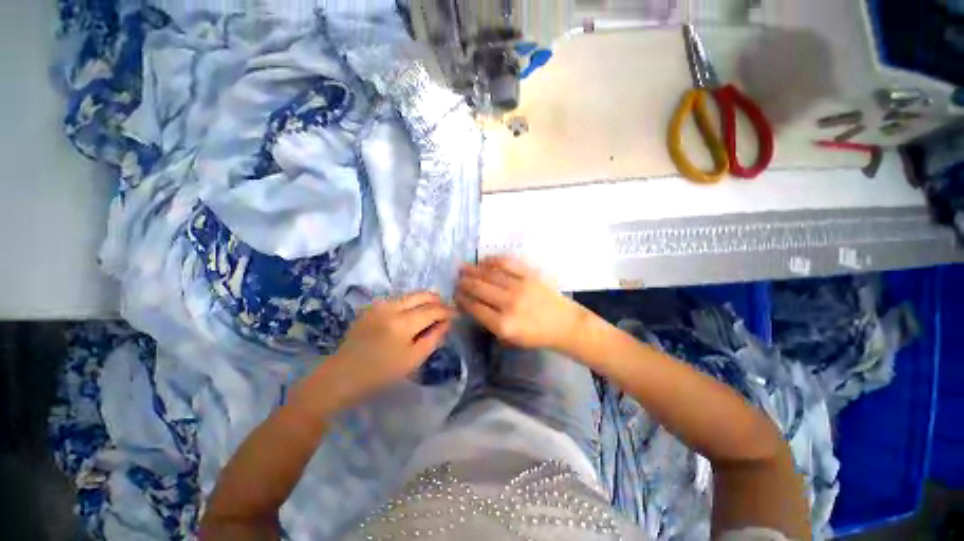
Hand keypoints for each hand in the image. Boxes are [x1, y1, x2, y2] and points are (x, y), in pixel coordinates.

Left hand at [299, 292, 454, 411]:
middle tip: (447, 309)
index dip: (447, 311)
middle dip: (437, 300)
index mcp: (402, 323)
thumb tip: (447, 323)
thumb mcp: (413, 360)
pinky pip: (398, 299)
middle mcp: (391, 307)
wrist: (341, 376)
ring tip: (433, 311)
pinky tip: (413, 314)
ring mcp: (379, 305)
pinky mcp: (372, 307)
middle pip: (422, 295)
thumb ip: (433, 338)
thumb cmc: (380, 374)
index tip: (457, 315)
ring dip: (424, 300)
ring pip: (410, 295)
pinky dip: (411, 303)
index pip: (432, 310)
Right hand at [456, 256, 583, 349]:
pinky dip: (493, 260)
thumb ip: (490, 324)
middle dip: (464, 283)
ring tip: (463, 268)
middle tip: (457, 280)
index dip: (462, 300)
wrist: (564, 324)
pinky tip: (484, 261)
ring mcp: (520, 287)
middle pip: (479, 289)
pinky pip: (507, 263)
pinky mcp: (529, 275)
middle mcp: (509, 304)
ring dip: (473, 270)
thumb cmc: (537, 336)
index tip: (456, 294)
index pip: (475, 308)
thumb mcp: (510, 339)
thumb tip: (473, 306)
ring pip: (490, 274)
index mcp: (504, 325)